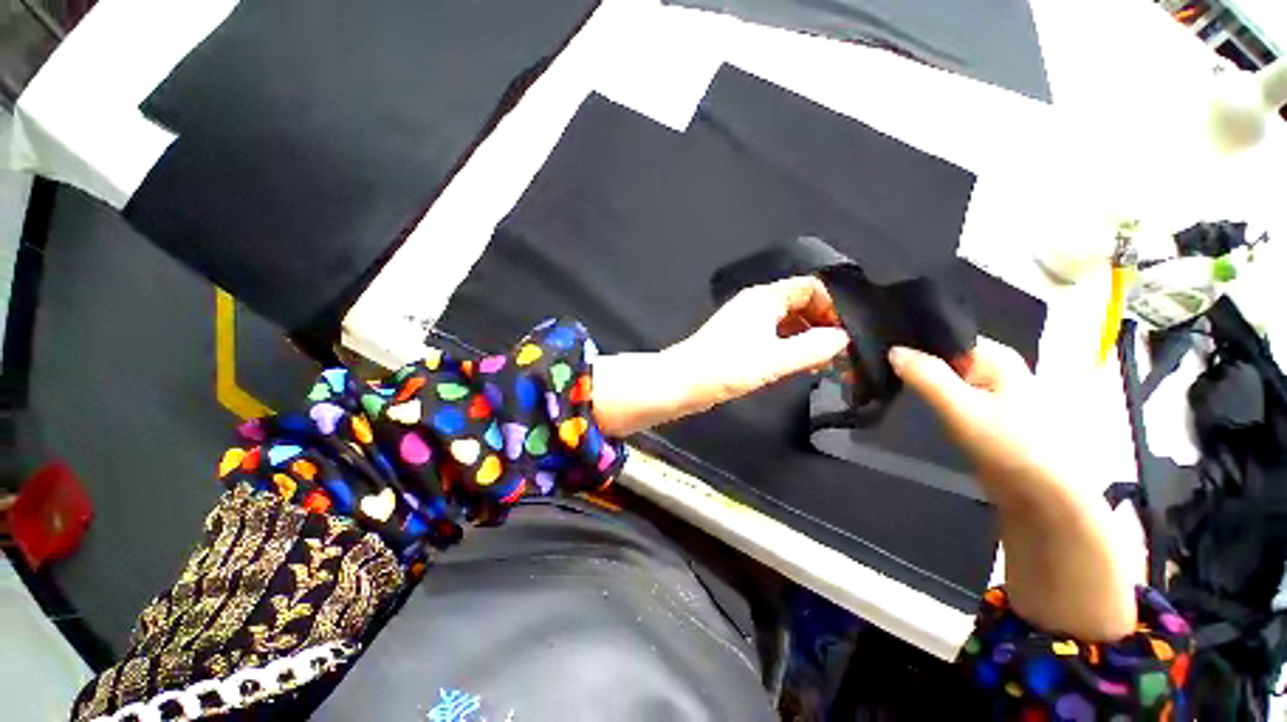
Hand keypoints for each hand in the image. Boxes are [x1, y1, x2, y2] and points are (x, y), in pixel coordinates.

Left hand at [593, 277, 848, 436]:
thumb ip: (812, 348)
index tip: (843, 335)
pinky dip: (788, 344)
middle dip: (821, 323)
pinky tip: (794, 365)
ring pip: (786, 320)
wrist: (682, 382)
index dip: (831, 306)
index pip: (810, 287)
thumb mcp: (774, 360)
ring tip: (820, 362)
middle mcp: (755, 303)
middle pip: (799, 302)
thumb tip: (842, 338)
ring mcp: (745, 320)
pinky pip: (772, 333)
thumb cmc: (726, 368)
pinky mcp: (737, 337)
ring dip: (806, 336)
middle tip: (835, 352)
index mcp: (764, 298)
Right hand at [887, 338, 1052, 506]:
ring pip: (941, 375)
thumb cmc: (1008, 446)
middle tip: (875, 369)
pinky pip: (947, 393)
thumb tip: (893, 350)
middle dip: (911, 362)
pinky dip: (927, 395)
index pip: (943, 335)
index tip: (878, 349)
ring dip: (916, 380)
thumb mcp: (962, 408)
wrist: (1040, 496)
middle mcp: (992, 367)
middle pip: (941, 355)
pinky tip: (907, 398)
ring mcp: (988, 389)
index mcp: (994, 356)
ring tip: (884, 381)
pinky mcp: (981, 410)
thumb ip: (927, 376)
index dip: (911, 340)